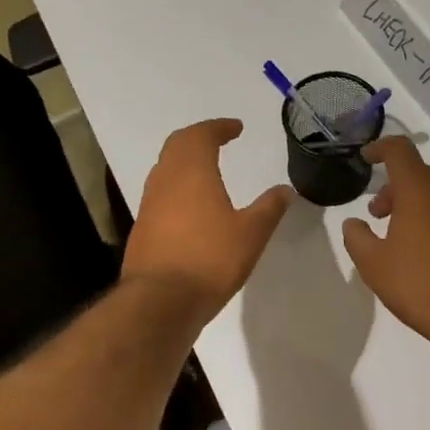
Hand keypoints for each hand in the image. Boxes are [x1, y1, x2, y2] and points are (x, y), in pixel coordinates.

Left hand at [122, 119, 293, 323]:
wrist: (159, 302)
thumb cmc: (209, 259)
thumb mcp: (251, 234)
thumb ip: (269, 208)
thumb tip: (286, 189)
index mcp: (192, 172)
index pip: (201, 135)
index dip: (219, 127)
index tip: (236, 128)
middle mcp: (165, 180)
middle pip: (177, 145)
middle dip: (198, 137)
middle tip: (219, 140)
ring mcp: (149, 204)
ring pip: (165, 168)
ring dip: (185, 161)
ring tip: (207, 169)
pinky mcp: (143, 228)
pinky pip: (160, 193)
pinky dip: (177, 186)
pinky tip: (192, 206)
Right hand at [341, 136, 429, 360]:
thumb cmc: (422, 286)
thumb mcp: (374, 266)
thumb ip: (357, 238)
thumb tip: (354, 223)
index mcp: (421, 189)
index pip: (399, 150)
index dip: (380, 148)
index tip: (367, 158)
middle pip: (420, 175)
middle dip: (396, 188)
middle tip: (379, 215)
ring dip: (420, 206)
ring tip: (405, 238)